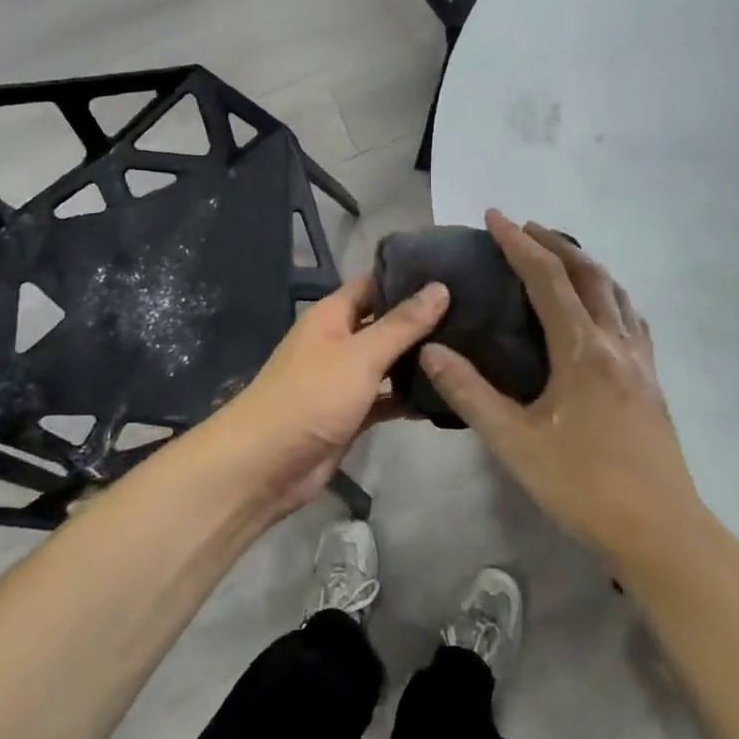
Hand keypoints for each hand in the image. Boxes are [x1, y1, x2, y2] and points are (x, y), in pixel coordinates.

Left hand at [225, 275, 448, 514]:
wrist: (265, 465)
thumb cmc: (311, 396)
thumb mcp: (361, 355)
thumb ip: (402, 324)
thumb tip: (440, 287)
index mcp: (333, 315)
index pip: (375, 283)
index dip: (408, 278)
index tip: (452, 273)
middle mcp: (339, 341)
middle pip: (385, 323)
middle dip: (421, 321)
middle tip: (472, 313)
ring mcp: (344, 379)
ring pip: (387, 362)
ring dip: (418, 360)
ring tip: (467, 350)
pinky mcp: (351, 413)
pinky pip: (385, 398)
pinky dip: (408, 397)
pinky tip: (445, 395)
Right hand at [419, 210, 704, 560]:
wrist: (659, 530)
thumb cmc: (582, 486)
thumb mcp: (515, 443)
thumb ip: (470, 394)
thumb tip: (431, 352)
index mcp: (582, 349)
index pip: (546, 278)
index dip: (518, 243)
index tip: (495, 216)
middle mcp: (615, 341)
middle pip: (587, 273)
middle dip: (553, 243)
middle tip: (524, 227)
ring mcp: (640, 359)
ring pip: (614, 291)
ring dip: (584, 264)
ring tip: (558, 257)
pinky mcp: (652, 379)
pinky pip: (630, 317)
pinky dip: (608, 294)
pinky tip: (601, 309)